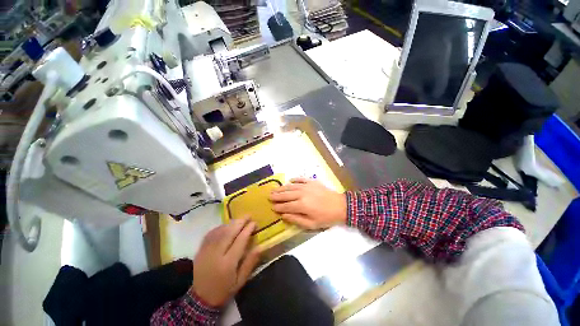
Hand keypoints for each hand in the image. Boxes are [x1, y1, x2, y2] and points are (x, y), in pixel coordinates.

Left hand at [192, 218, 259, 306]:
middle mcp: (216, 255)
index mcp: (228, 264)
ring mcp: (206, 251)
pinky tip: (225, 225)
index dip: (248, 230)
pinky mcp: (200, 251)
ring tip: (239, 219)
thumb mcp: (241, 280)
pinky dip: (219, 227)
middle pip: (229, 233)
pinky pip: (210, 234)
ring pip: (219, 232)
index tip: (254, 223)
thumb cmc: (225, 290)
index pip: (240, 241)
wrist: (201, 299)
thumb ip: (250, 262)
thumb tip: (260, 246)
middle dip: (240, 222)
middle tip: (248, 215)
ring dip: (230, 223)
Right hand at [269, 178, 346, 229]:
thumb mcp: (311, 224)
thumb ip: (296, 219)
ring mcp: (306, 186)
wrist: (340, 206)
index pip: (286, 206)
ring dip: (282, 188)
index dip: (278, 207)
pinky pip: (300, 179)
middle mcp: (301, 194)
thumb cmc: (326, 217)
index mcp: (301, 205)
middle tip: (269, 196)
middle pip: (286, 194)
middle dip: (276, 196)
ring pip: (290, 186)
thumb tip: (283, 215)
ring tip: (274, 189)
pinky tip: (289, 181)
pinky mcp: (312, 181)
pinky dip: (294, 180)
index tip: (272, 207)